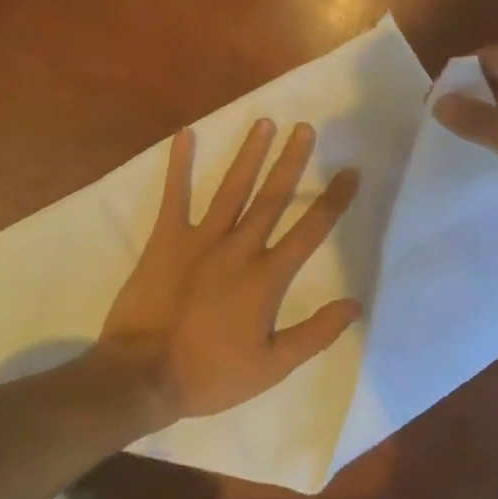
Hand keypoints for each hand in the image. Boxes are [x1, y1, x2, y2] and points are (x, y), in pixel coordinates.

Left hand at [102, 119, 362, 421]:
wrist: (142, 376)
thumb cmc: (210, 374)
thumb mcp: (271, 366)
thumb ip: (315, 333)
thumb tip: (355, 304)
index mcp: (266, 277)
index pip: (310, 230)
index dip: (333, 200)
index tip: (350, 172)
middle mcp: (238, 249)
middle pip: (272, 197)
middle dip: (292, 161)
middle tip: (306, 127)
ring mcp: (199, 240)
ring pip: (231, 189)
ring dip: (249, 154)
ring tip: (264, 122)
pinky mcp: (165, 240)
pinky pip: (174, 196)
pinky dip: (179, 165)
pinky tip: (185, 135)